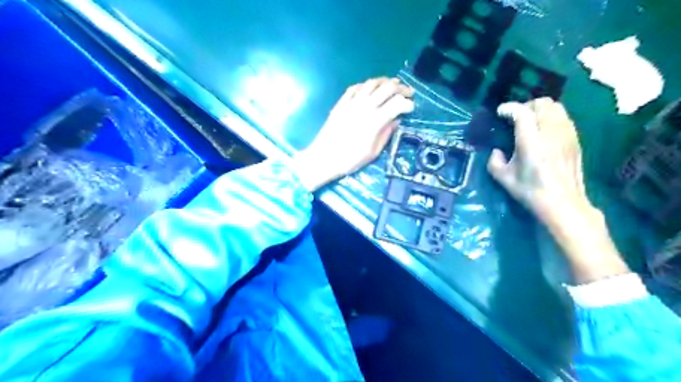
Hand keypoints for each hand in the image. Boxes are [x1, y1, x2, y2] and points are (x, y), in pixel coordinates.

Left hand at [288, 77, 411, 190]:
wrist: (323, 158)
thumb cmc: (350, 160)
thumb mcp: (373, 152)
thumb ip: (386, 134)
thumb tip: (396, 121)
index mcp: (375, 121)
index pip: (397, 103)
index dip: (408, 103)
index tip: (412, 107)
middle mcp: (365, 107)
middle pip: (387, 88)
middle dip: (401, 88)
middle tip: (408, 91)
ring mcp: (352, 103)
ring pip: (372, 83)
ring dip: (385, 81)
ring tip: (393, 84)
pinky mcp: (341, 103)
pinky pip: (355, 87)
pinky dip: (367, 85)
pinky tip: (370, 87)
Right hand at [487, 98, 594, 226]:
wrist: (562, 203)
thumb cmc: (530, 191)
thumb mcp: (503, 178)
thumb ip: (494, 161)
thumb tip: (498, 151)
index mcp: (530, 141)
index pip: (522, 112)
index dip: (509, 108)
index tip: (500, 112)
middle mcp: (550, 132)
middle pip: (542, 104)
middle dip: (526, 106)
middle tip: (516, 118)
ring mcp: (566, 134)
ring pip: (556, 108)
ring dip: (541, 110)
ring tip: (531, 122)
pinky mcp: (575, 140)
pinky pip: (564, 118)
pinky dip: (552, 118)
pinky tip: (544, 132)